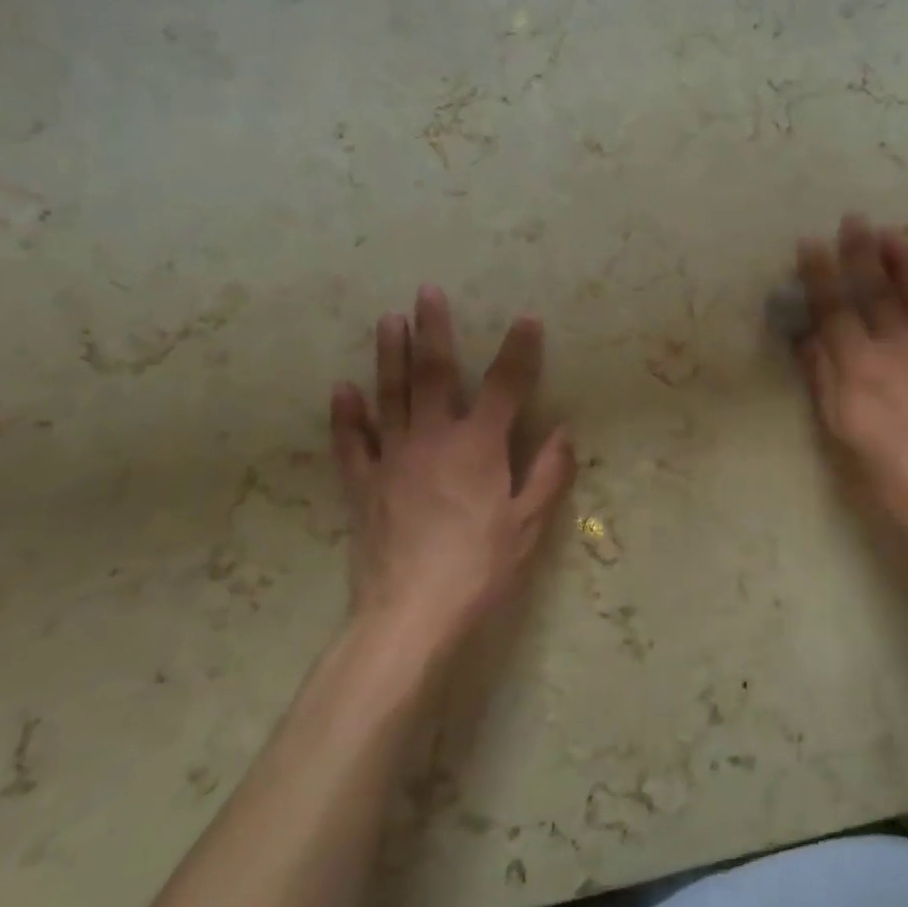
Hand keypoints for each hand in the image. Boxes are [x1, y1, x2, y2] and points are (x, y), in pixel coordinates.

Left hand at [327, 286, 575, 657]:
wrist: (410, 614)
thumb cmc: (479, 567)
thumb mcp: (528, 524)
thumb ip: (549, 474)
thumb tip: (565, 433)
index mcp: (480, 446)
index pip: (506, 386)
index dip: (519, 350)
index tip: (526, 318)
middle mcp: (434, 438)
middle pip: (435, 374)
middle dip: (434, 330)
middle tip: (426, 292)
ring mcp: (393, 459)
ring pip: (390, 396)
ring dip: (390, 356)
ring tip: (388, 320)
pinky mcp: (363, 485)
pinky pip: (351, 443)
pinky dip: (346, 415)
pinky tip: (342, 389)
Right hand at [795, 215, 907, 563]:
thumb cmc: (882, 468)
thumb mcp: (837, 428)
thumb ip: (822, 377)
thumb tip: (808, 336)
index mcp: (857, 363)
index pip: (833, 308)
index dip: (820, 274)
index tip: (810, 242)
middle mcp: (894, 346)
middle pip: (875, 291)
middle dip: (862, 253)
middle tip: (855, 218)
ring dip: (906, 262)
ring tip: (896, 233)